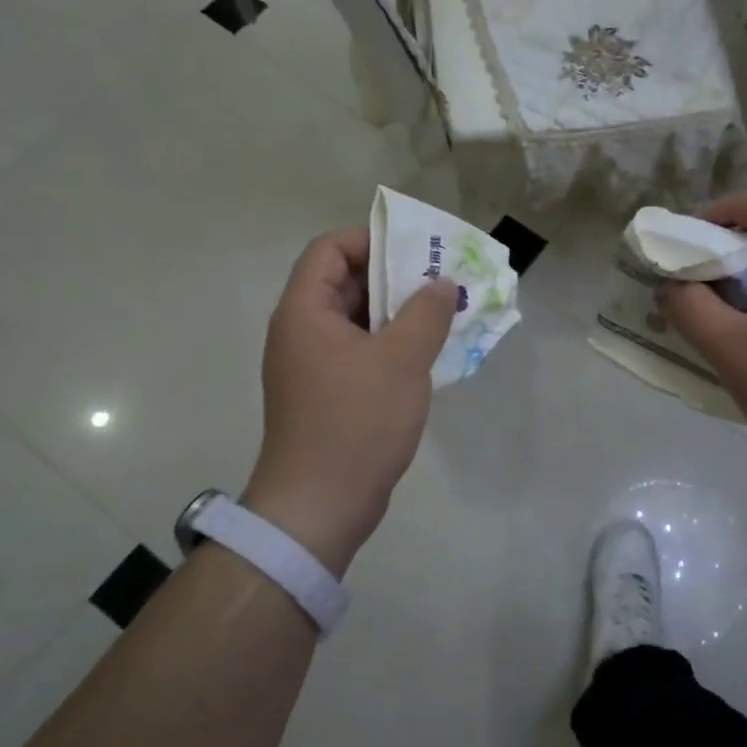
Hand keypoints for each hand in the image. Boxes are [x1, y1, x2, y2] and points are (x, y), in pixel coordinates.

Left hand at [242, 228, 458, 575]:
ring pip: (358, 320)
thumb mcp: (401, 360)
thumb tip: (442, 284)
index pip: (330, 250)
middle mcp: (302, 332)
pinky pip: (361, 352)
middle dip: (395, 277)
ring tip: (444, 315)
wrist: (321, 506)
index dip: (371, 240)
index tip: (416, 251)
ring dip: (398, 313)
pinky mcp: (328, 394)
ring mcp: (313, 366)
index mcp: (306, 312)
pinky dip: (392, 345)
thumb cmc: (357, 422)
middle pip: (345, 282)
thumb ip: (426, 312)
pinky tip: (428, 354)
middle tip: (442, 281)